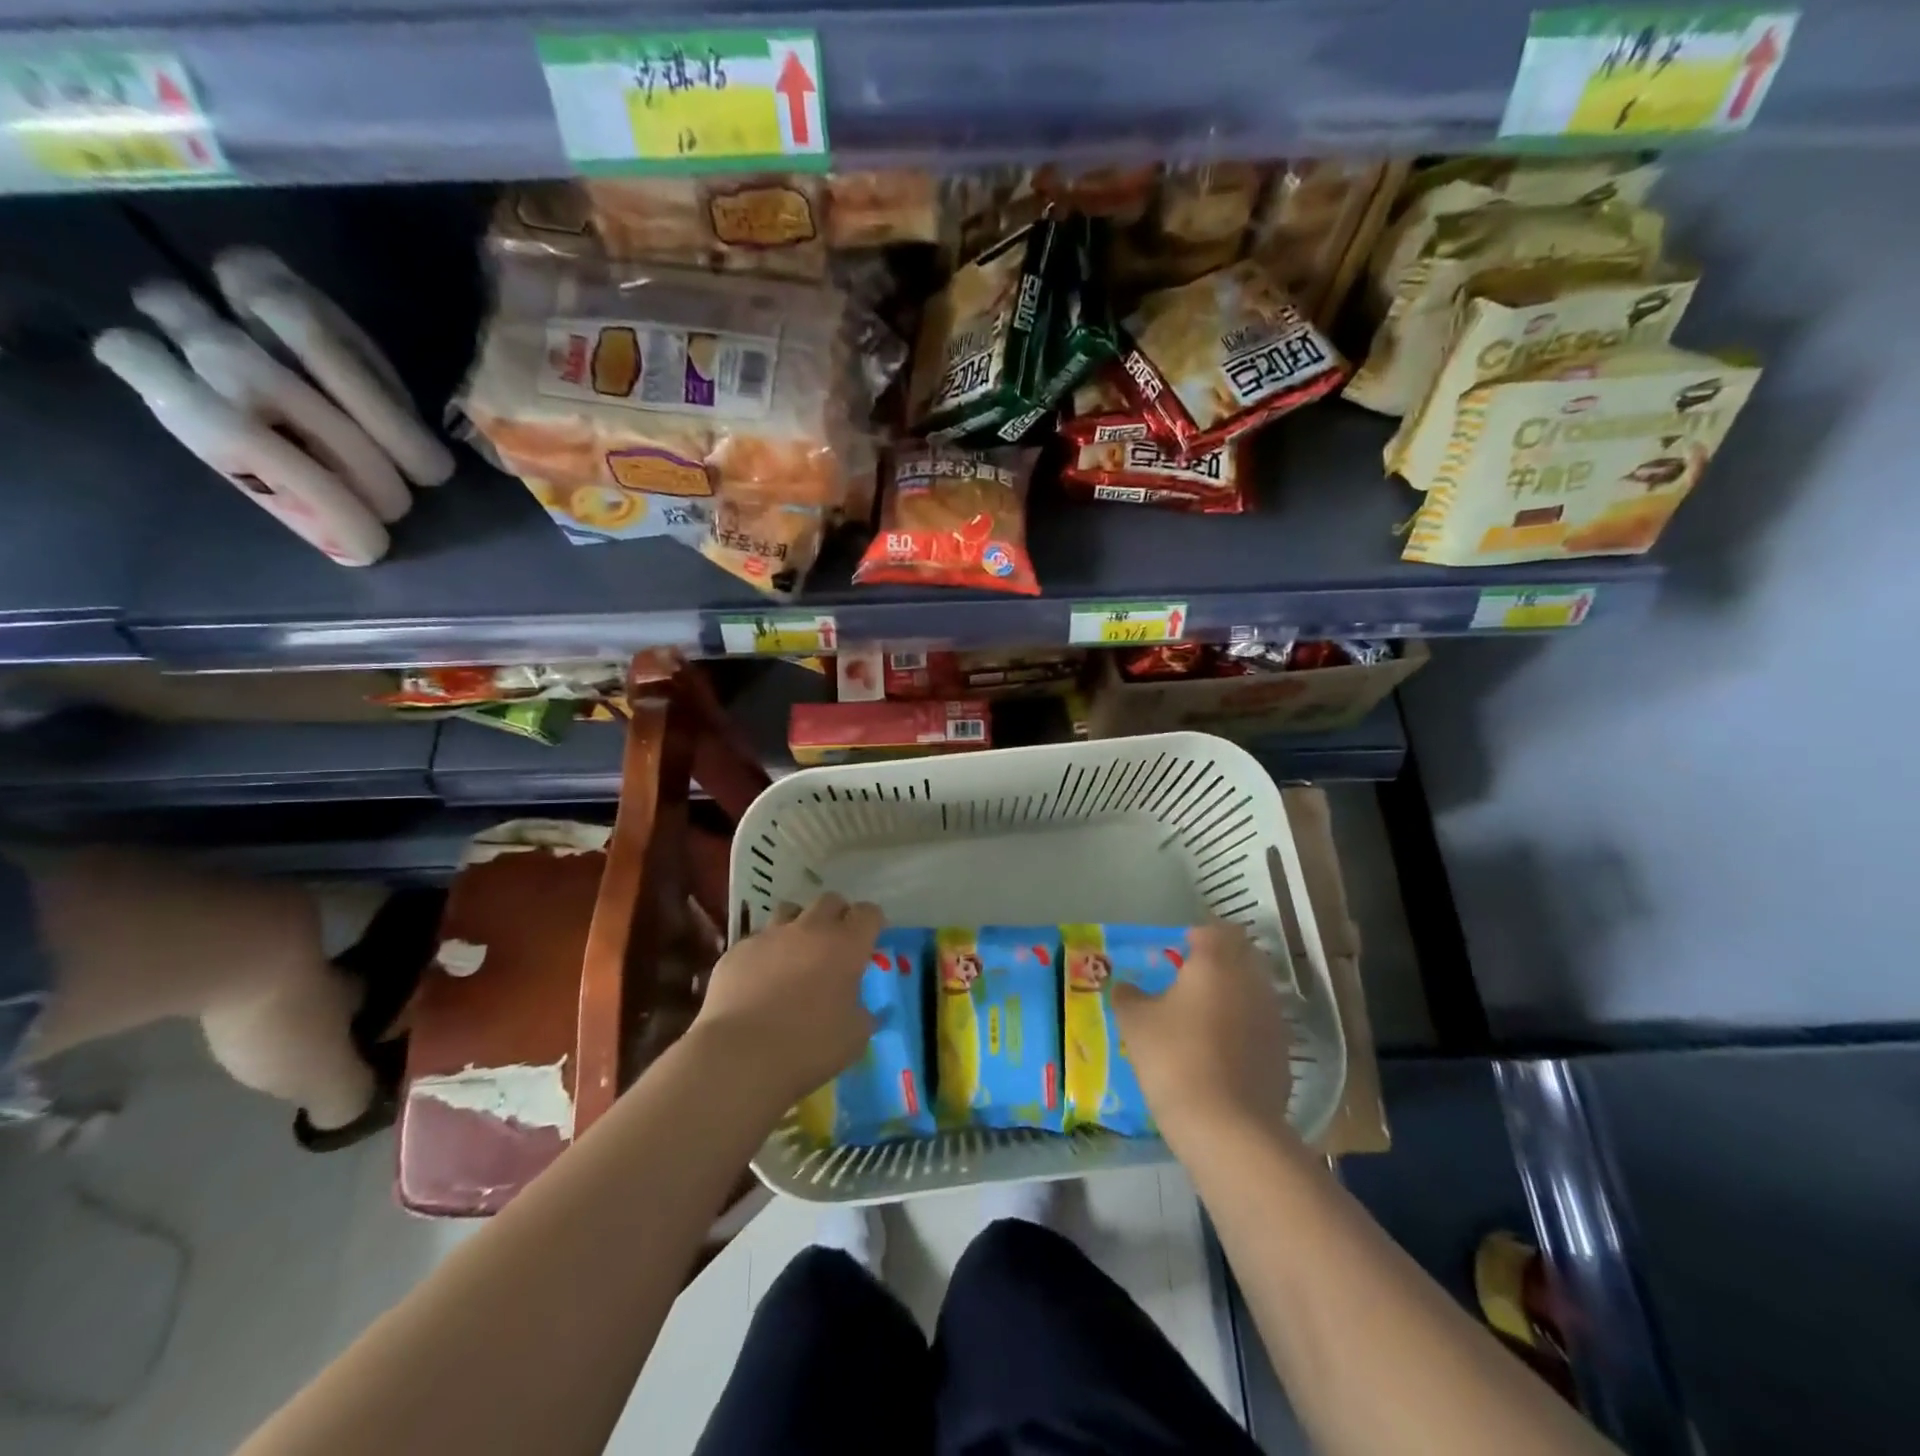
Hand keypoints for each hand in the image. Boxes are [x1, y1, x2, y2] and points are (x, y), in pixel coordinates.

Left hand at [691, 893, 882, 1108]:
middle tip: (836, 945)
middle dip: (837, 916)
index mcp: (846, 945)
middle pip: (830, 901)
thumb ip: (862, 1014)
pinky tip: (759, 980)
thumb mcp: (854, 1037)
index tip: (870, 941)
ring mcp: (770, 936)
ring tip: (795, 954)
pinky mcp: (737, 950)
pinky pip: (757, 940)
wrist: (740, 1055)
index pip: (869, 913)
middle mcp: (810, 929)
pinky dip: (765, 953)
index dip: (872, 923)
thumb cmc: (809, 1046)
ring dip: (798, 925)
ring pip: (789, 911)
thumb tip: (861, 1009)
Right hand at [1113, 922, 1293, 1147]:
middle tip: (1190, 979)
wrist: (1228, 1127)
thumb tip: (1124, 986)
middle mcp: (1251, 981)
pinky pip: (1261, 1025)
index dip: (1199, 935)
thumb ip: (1128, 996)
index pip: (1217, 930)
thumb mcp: (1135, 1022)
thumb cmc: (1175, 1058)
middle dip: (1220, 961)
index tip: (1179, 949)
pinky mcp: (1283, 1054)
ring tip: (1204, 1016)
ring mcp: (1273, 1018)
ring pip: (1254, 991)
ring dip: (1233, 994)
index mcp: (1216, 963)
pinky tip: (1221, 1051)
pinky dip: (1244, 1028)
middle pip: (1242, 956)